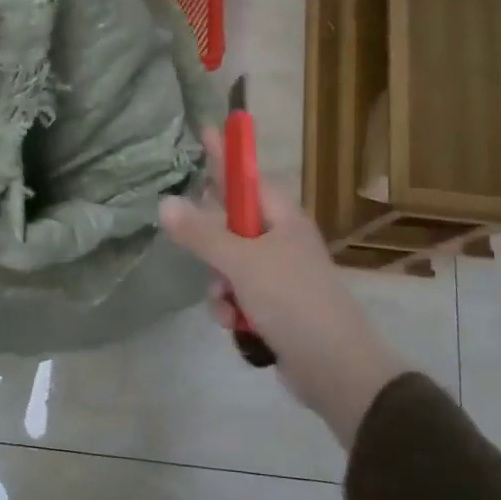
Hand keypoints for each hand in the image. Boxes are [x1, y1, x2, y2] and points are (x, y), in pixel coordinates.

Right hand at [159, 130, 411, 445]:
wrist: (335, 369)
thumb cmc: (293, 301)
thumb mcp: (243, 263)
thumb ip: (202, 233)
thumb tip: (165, 203)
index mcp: (282, 219)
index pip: (246, 177)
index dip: (225, 156)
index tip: (205, 130)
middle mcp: (280, 241)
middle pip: (231, 222)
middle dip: (210, 240)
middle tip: (190, 240)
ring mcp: (277, 275)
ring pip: (227, 264)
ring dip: (219, 284)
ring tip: (229, 304)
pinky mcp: (272, 307)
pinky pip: (236, 295)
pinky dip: (231, 308)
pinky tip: (236, 325)